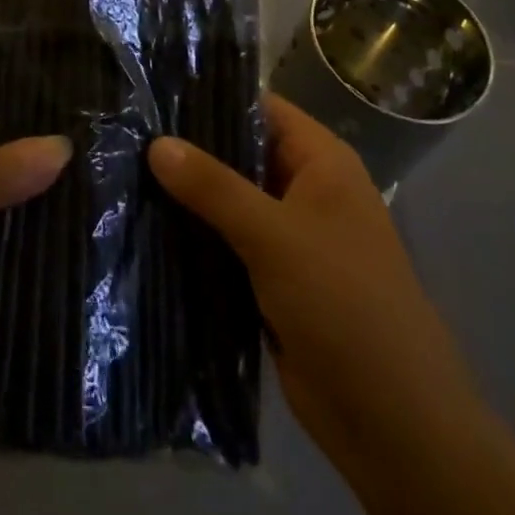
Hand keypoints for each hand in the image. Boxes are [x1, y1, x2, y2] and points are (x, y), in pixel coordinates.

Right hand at [148, 95, 474, 458]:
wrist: (392, 423)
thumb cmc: (344, 304)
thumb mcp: (274, 235)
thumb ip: (213, 186)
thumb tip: (155, 143)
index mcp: (322, 162)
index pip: (260, 108)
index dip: (210, 95)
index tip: (153, 91)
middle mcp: (306, 189)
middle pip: (239, 153)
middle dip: (189, 147)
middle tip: (125, 132)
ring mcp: (289, 236)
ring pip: (228, 200)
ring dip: (186, 195)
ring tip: (122, 170)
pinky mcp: (272, 278)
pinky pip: (226, 242)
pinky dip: (194, 235)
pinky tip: (144, 223)